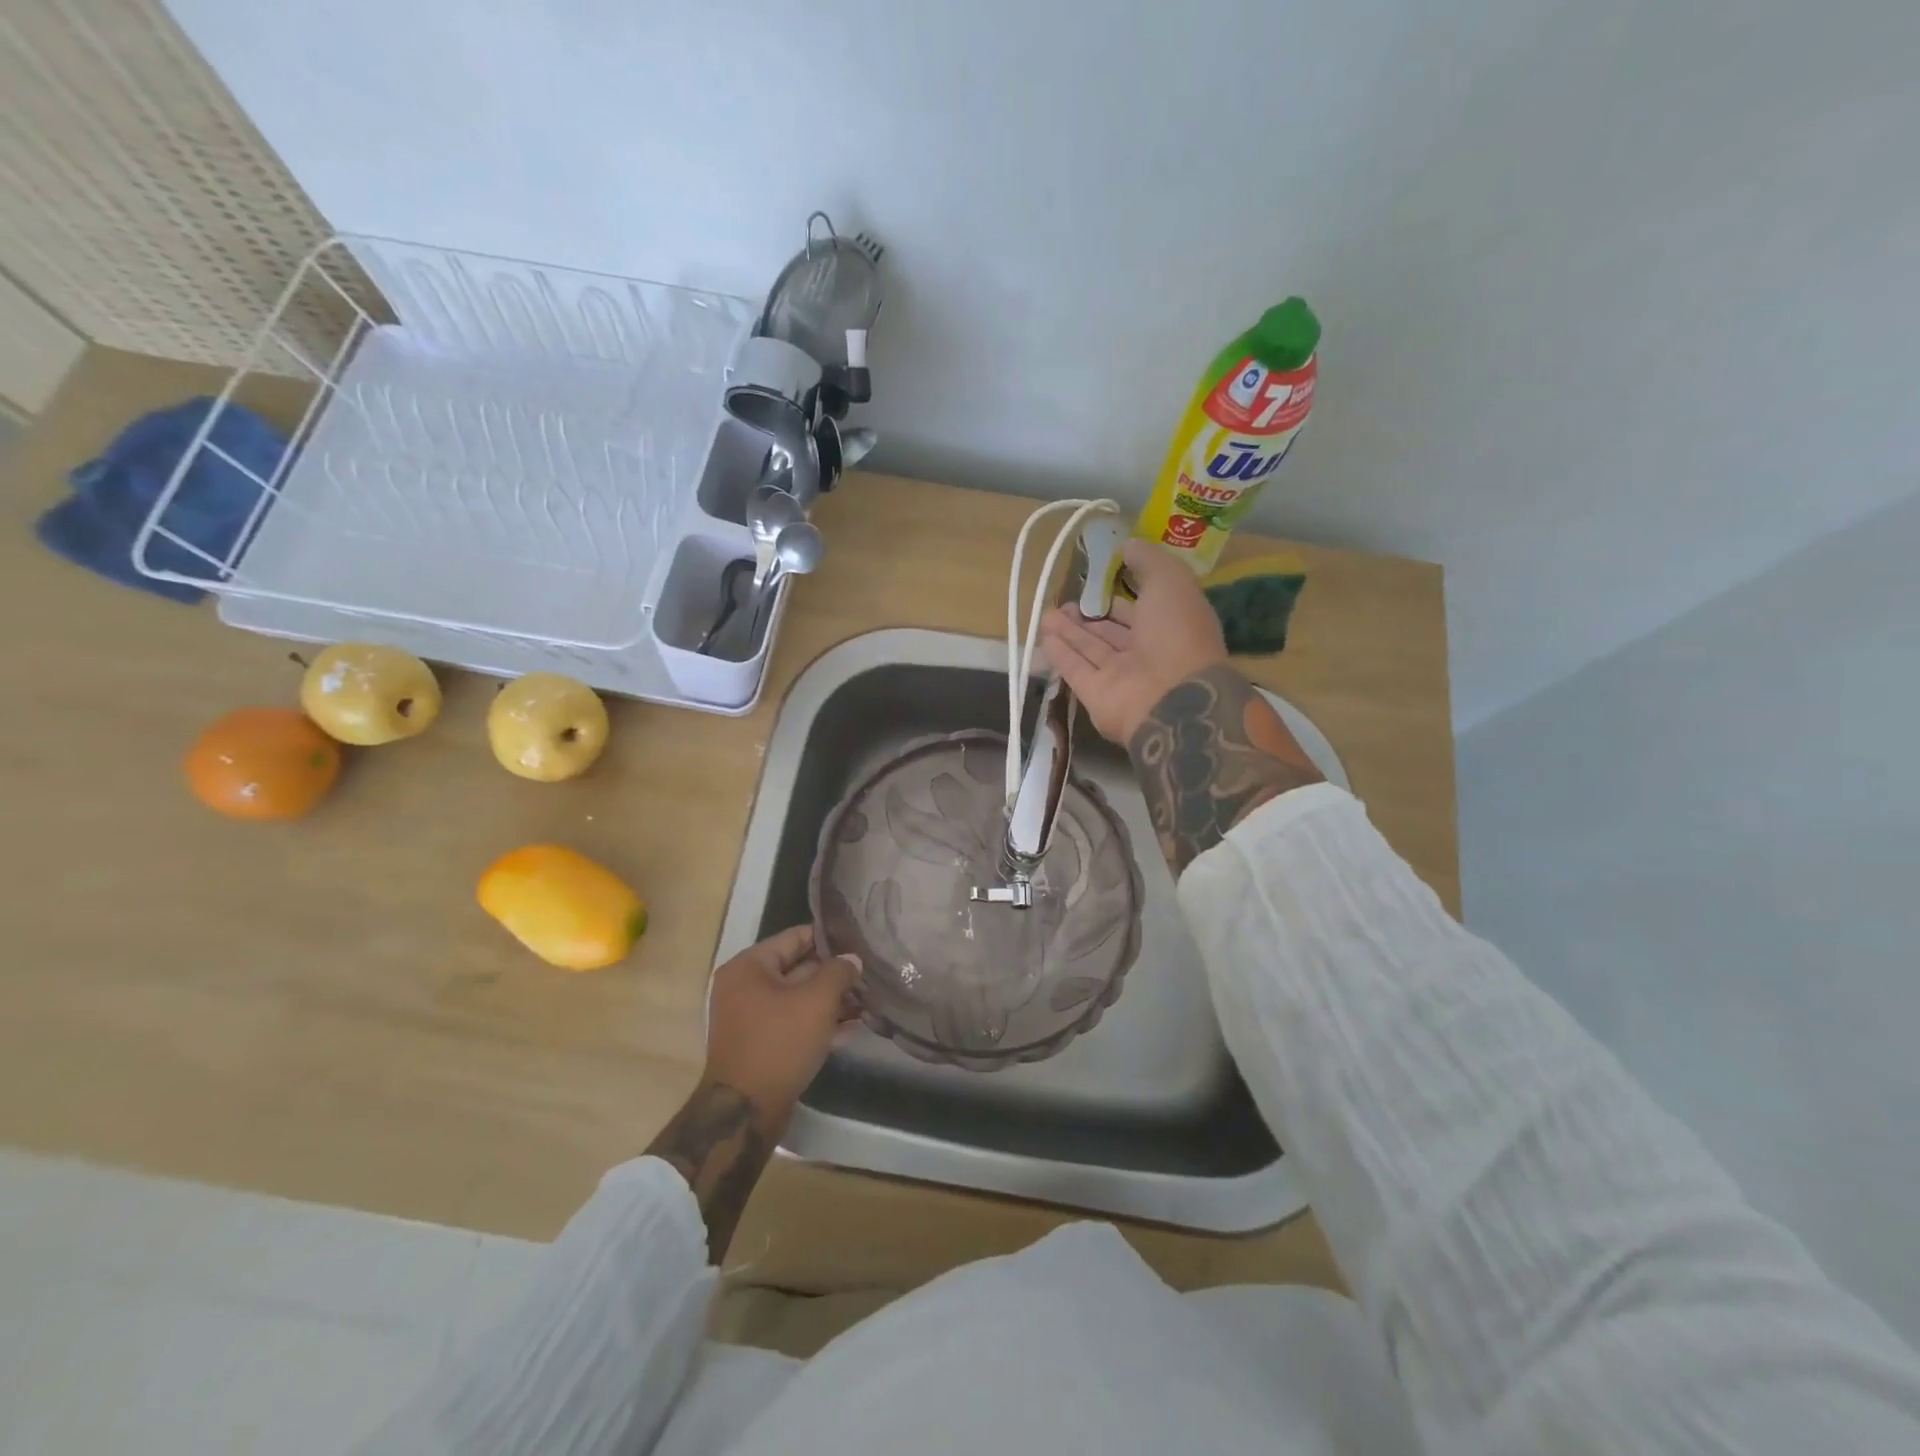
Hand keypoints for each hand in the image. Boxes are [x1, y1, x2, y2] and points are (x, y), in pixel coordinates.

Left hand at [704, 924, 860, 1123]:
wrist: (746, 1113)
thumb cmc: (779, 1043)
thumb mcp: (816, 1001)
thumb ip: (838, 972)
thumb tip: (852, 959)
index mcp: (748, 967)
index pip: (795, 937)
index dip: (829, 937)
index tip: (859, 939)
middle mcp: (745, 988)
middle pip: (798, 968)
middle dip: (834, 973)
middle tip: (869, 972)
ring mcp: (752, 1019)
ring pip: (799, 999)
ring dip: (831, 1000)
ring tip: (868, 999)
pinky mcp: (762, 1046)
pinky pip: (795, 1024)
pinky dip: (820, 1024)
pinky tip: (853, 1027)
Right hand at [1040, 539, 1227, 744]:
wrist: (1176, 699)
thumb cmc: (1177, 633)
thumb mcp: (1171, 582)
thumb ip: (1149, 561)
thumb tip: (1129, 545)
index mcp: (1169, 627)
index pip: (1139, 611)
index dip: (1119, 598)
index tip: (1097, 584)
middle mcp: (1146, 654)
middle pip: (1111, 633)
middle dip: (1088, 617)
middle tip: (1064, 601)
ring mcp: (1121, 678)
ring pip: (1090, 650)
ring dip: (1069, 632)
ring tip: (1046, 614)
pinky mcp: (1097, 697)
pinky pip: (1076, 670)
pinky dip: (1060, 653)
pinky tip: (1044, 636)